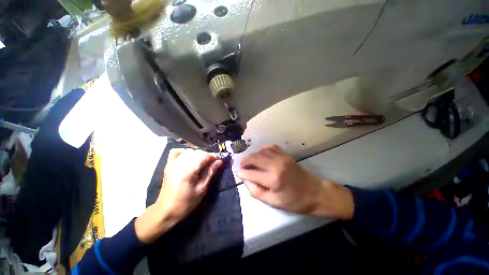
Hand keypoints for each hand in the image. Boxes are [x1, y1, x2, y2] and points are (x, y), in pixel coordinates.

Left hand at [135, 149, 222, 242]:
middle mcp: (180, 164)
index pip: (204, 156)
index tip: (219, 160)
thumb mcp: (202, 189)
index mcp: (188, 171)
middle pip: (197, 152)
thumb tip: (219, 162)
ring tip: (203, 162)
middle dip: (207, 155)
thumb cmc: (186, 202)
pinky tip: (190, 157)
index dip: (213, 156)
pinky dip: (185, 152)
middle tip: (213, 163)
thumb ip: (210, 172)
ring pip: (189, 151)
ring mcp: (173, 163)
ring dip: (198, 154)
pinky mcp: (169, 165)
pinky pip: (177, 152)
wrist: (166, 211)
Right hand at [237, 145, 353, 219]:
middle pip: (254, 157)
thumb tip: (245, 180)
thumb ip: (256, 191)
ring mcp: (281, 157)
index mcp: (273, 180)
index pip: (251, 173)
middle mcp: (276, 165)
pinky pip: (270, 147)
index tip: (237, 172)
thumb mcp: (273, 202)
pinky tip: (261, 155)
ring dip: (253, 155)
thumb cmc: (294, 201)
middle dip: (244, 161)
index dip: (242, 173)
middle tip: (241, 166)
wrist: (315, 192)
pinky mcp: (285, 155)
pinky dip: (263, 150)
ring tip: (250, 162)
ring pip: (261, 151)